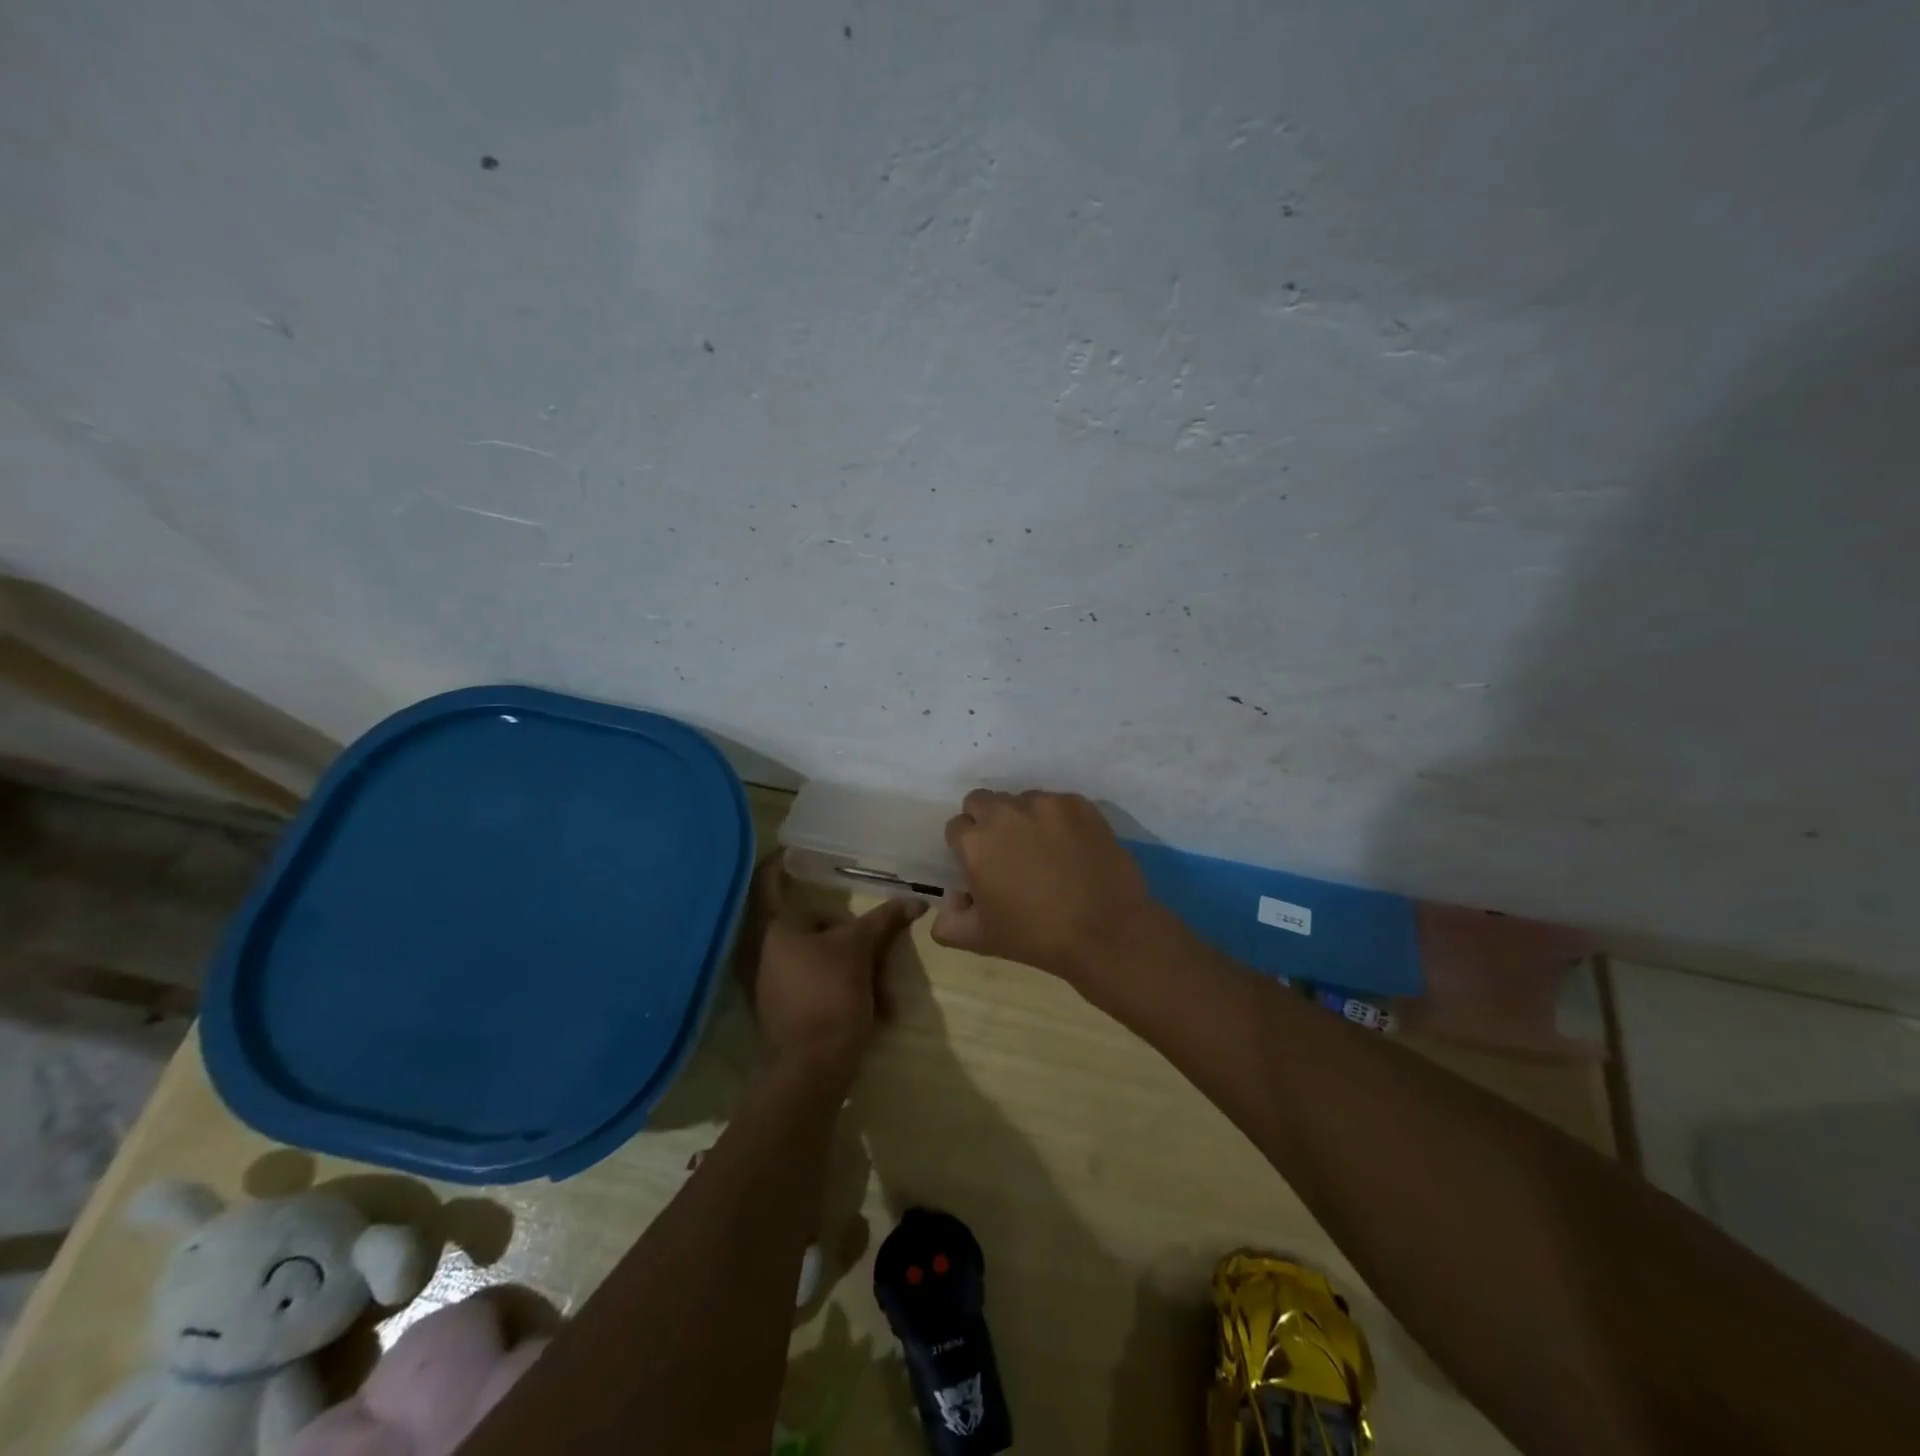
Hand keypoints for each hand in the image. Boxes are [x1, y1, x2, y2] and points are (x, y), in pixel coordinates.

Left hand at [738, 856, 923, 1074]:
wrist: (814, 1067)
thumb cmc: (831, 994)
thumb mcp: (861, 950)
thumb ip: (885, 920)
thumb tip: (916, 899)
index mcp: (775, 930)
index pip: (768, 881)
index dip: (778, 861)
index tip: (792, 847)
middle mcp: (766, 951)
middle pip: (814, 925)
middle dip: (851, 936)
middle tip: (880, 945)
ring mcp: (772, 983)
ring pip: (821, 957)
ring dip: (856, 966)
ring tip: (884, 990)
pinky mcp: (783, 1009)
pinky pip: (818, 982)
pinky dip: (844, 986)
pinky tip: (873, 1005)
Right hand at [932, 789, 1171, 983]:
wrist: (1106, 932)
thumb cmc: (1037, 937)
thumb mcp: (980, 940)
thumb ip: (948, 921)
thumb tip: (952, 898)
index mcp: (976, 843)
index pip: (957, 827)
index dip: (966, 846)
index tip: (982, 864)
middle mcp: (1005, 812)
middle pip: (983, 801)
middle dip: (987, 821)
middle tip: (1008, 851)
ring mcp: (1045, 804)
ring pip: (1021, 800)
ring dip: (1024, 818)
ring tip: (1044, 850)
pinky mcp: (1078, 804)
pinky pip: (1057, 803)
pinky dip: (1058, 820)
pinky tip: (1072, 847)